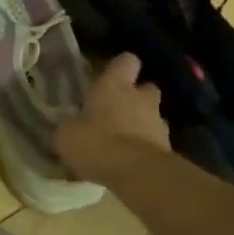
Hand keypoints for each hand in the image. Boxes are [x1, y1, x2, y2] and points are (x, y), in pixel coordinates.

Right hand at [57, 54, 168, 173]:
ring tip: (124, 142)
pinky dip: (146, 149)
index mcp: (114, 85)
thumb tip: (65, 130)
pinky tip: (130, 164)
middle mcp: (140, 97)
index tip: (108, 77)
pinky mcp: (169, 148)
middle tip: (117, 111)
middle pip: (146, 87)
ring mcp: (158, 122)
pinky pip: (156, 143)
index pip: (126, 61)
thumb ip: (67, 128)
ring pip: (153, 116)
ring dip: (142, 125)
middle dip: (136, 97)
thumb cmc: (96, 143)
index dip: (119, 68)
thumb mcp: (65, 136)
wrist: (136, 174)